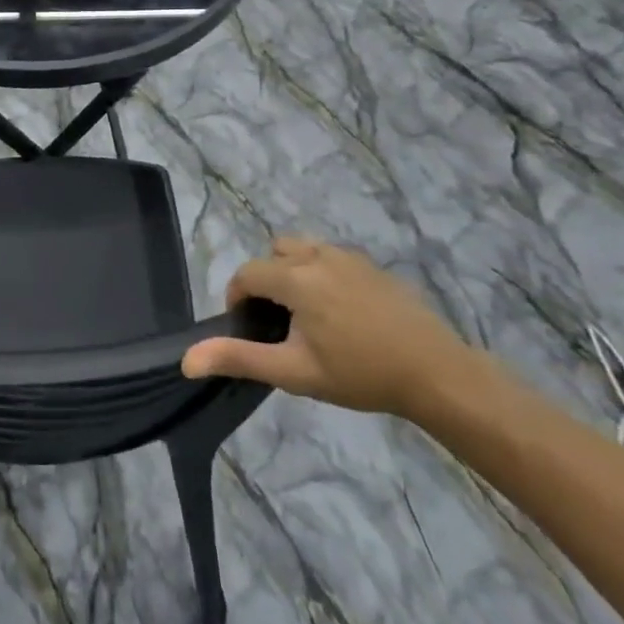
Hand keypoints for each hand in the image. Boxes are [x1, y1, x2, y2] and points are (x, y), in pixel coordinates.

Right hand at [181, 238, 480, 417]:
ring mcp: (349, 257)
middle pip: (274, 254)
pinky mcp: (372, 266)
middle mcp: (318, 255)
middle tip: (279, 322)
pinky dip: (321, 274)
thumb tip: (186, 360)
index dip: (238, 297)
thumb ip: (239, 358)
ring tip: (307, 314)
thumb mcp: (294, 372)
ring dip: (293, 272)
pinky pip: (331, 257)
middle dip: (267, 280)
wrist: (437, 373)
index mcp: (295, 277)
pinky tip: (341, 313)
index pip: (248, 273)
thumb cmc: (360, 374)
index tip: (248, 328)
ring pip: (303, 250)